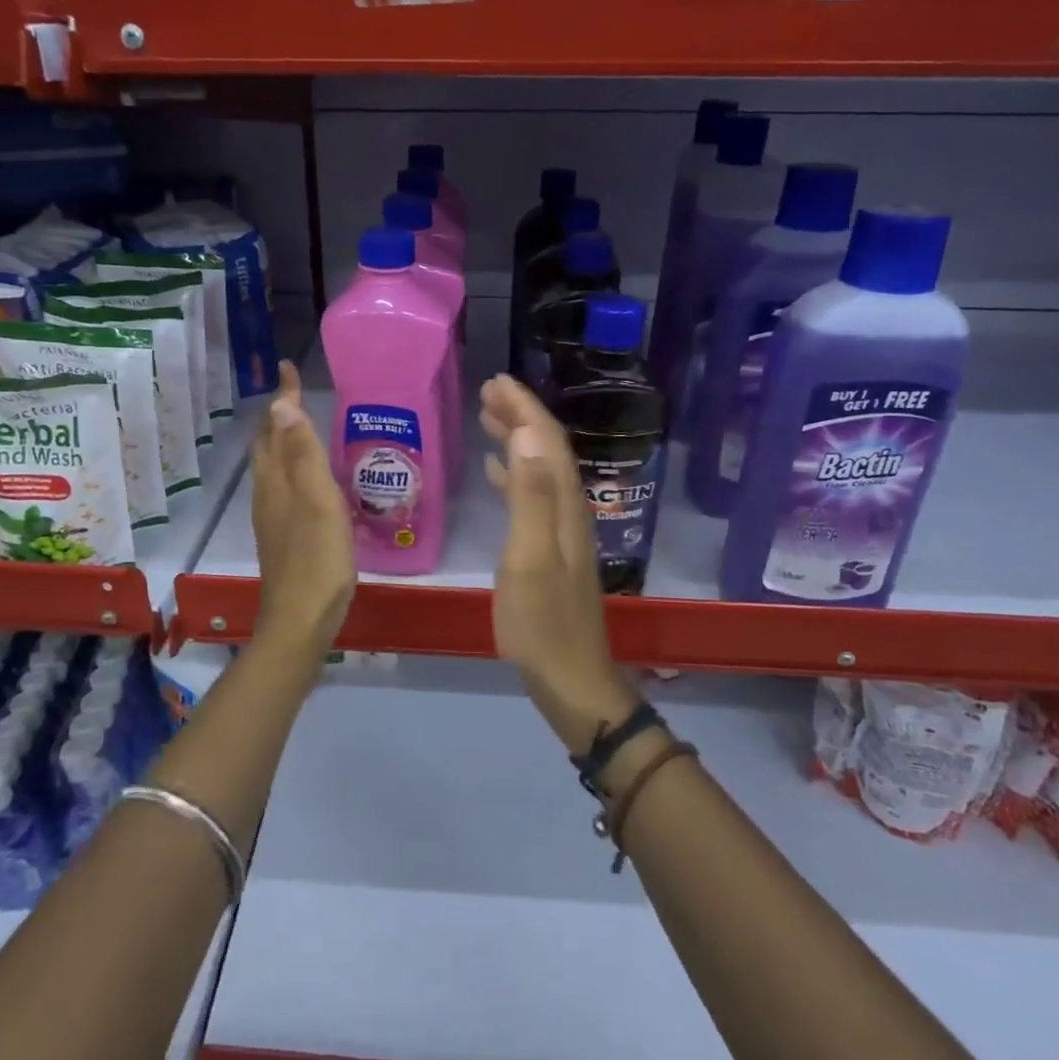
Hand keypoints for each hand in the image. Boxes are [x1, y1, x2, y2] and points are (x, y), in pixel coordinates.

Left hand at [250, 360, 355, 658]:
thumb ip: (303, 454)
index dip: (283, 397)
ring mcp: (272, 516)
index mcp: (277, 480)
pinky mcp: (282, 534)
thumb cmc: (317, 559)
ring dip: (280, 439)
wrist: (300, 619)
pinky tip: (305, 477)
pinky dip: (288, 465)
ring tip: (296, 425)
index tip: (286, 366)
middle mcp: (268, 493)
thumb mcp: (318, 501)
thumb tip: (280, 404)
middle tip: (291, 392)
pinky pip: (281, 485)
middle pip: (266, 445)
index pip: (277, 426)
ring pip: (271, 465)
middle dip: (276, 415)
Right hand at [480, 375, 616, 696]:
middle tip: (488, 391)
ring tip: (488, 418)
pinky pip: (532, 496)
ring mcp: (560, 531)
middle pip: (546, 450)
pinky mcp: (550, 549)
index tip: (497, 381)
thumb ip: (529, 496)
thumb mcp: (529, 557)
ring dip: (517, 440)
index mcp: (563, 507)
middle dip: (521, 416)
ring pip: (539, 470)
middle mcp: (568, 510)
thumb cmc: (541, 621)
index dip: (524, 408)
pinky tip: (495, 471)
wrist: (570, 678)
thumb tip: (525, 435)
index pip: (546, 442)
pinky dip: (514, 475)